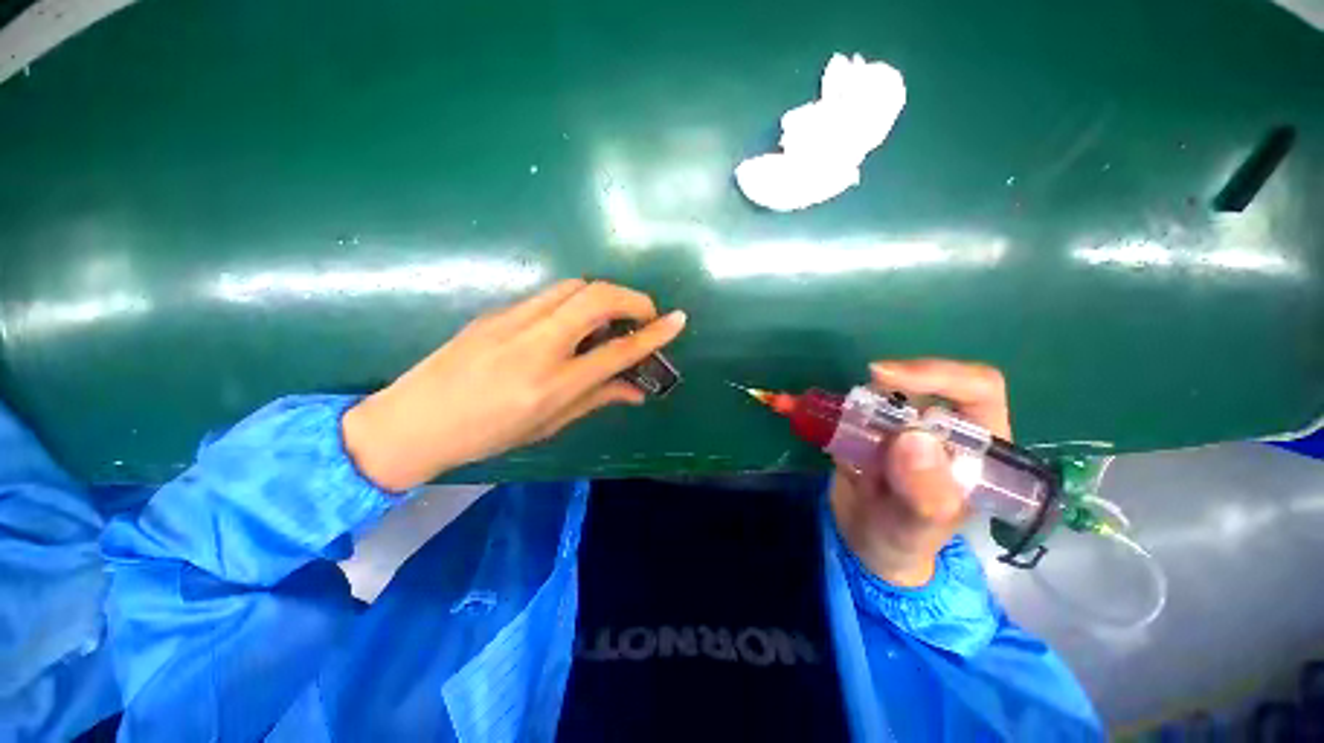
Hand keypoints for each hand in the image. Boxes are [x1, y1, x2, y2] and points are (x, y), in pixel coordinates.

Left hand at [342, 279, 685, 490]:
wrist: (414, 419)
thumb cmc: (487, 433)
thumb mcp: (549, 424)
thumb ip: (598, 399)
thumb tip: (636, 390)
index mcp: (552, 383)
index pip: (617, 350)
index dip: (654, 334)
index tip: (678, 320)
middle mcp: (536, 344)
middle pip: (597, 297)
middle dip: (632, 299)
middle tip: (643, 316)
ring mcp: (514, 321)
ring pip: (574, 286)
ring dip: (604, 295)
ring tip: (611, 319)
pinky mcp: (498, 311)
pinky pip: (551, 295)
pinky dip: (576, 301)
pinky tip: (574, 323)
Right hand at [829, 359, 1010, 586]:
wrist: (867, 544)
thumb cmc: (906, 542)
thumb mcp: (919, 527)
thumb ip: (924, 492)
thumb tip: (913, 437)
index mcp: (976, 446)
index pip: (976, 389)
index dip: (939, 375)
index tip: (888, 377)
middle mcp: (942, 427)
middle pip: (923, 383)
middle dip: (887, 387)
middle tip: (855, 402)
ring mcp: (903, 425)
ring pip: (881, 392)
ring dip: (850, 398)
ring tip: (818, 416)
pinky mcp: (869, 428)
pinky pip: (847, 408)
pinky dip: (821, 405)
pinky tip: (787, 404)